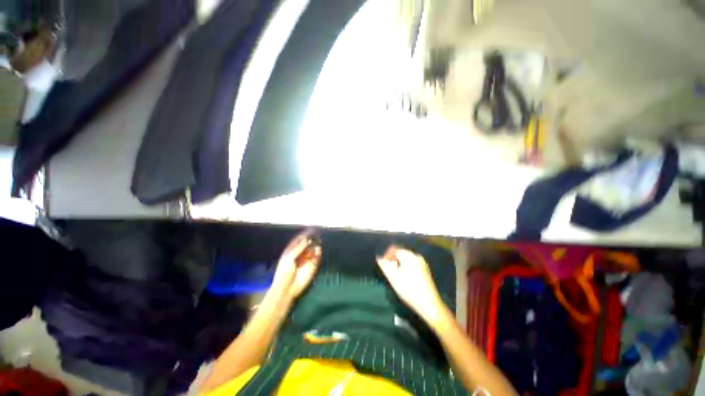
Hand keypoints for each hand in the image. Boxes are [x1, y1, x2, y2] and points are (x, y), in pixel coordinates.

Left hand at [272, 231, 321, 299]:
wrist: (287, 288)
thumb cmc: (284, 273)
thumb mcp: (289, 258)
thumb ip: (298, 248)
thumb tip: (307, 239)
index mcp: (291, 250)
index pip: (298, 240)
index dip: (304, 235)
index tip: (309, 230)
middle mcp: (300, 253)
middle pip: (307, 243)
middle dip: (311, 239)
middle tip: (316, 234)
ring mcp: (307, 259)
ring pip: (313, 249)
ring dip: (315, 245)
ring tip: (318, 241)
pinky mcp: (312, 265)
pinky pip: (317, 257)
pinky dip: (318, 253)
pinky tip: (318, 250)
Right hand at [376, 246, 445, 323]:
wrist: (429, 304)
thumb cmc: (409, 289)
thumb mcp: (393, 277)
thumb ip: (385, 265)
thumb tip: (379, 257)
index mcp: (409, 256)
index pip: (394, 249)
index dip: (387, 255)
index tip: (383, 264)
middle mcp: (416, 256)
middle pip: (401, 253)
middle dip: (393, 259)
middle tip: (389, 270)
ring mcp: (422, 263)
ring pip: (407, 259)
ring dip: (399, 264)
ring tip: (396, 275)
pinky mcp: (425, 270)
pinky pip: (412, 263)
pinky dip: (406, 267)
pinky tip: (405, 277)